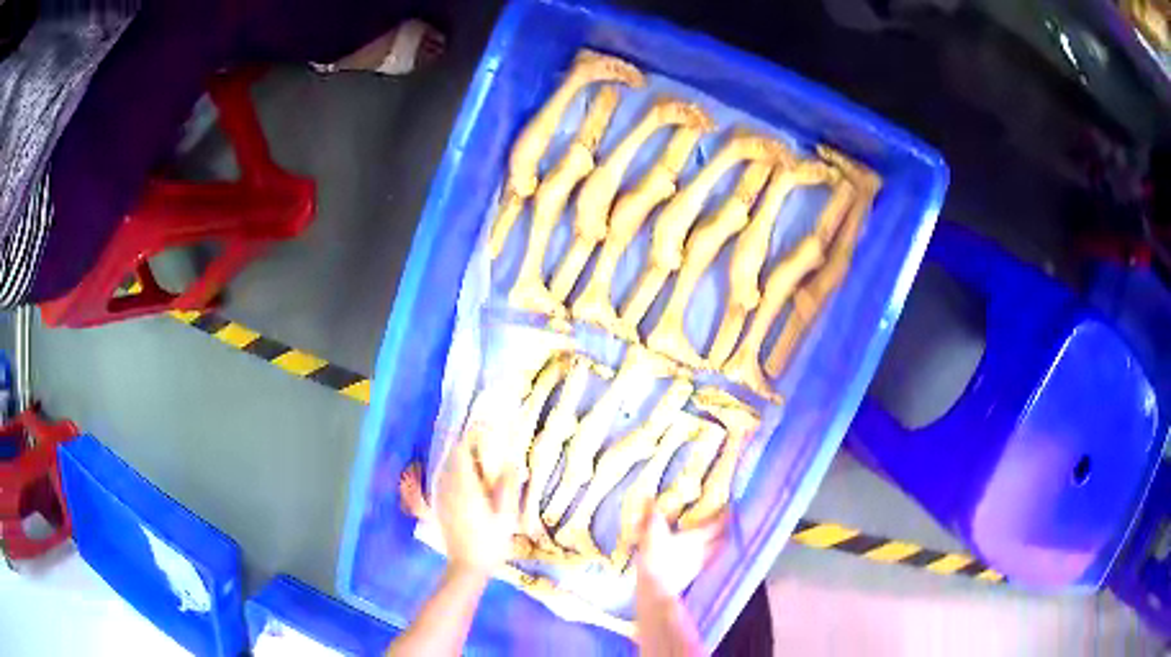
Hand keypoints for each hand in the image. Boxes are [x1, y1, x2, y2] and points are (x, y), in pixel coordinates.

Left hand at [435, 436, 520, 576]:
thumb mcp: (506, 515)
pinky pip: (443, 481)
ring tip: (476, 458)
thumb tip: (513, 463)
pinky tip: (465, 480)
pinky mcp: (439, 507)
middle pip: (452, 457)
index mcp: (465, 486)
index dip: (471, 436)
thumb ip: (507, 486)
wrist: (467, 566)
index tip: (484, 427)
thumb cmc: (490, 541)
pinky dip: (453, 473)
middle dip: (466, 446)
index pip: (461, 451)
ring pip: (446, 468)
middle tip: (483, 442)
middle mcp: (449, 487)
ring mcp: (441, 497)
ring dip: (459, 459)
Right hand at [636, 506, 725, 596]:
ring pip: (713, 553)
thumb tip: (650, 497)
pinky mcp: (689, 577)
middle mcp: (702, 551)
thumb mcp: (652, 533)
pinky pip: (703, 563)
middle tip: (727, 524)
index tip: (733, 509)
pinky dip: (704, 558)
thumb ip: (654, 516)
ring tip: (717, 540)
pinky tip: (697, 558)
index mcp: (696, 538)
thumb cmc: (657, 558)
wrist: (655, 589)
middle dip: (725, 532)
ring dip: (717, 546)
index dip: (725, 516)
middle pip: (720, 540)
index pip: (717, 525)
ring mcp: (697, 566)